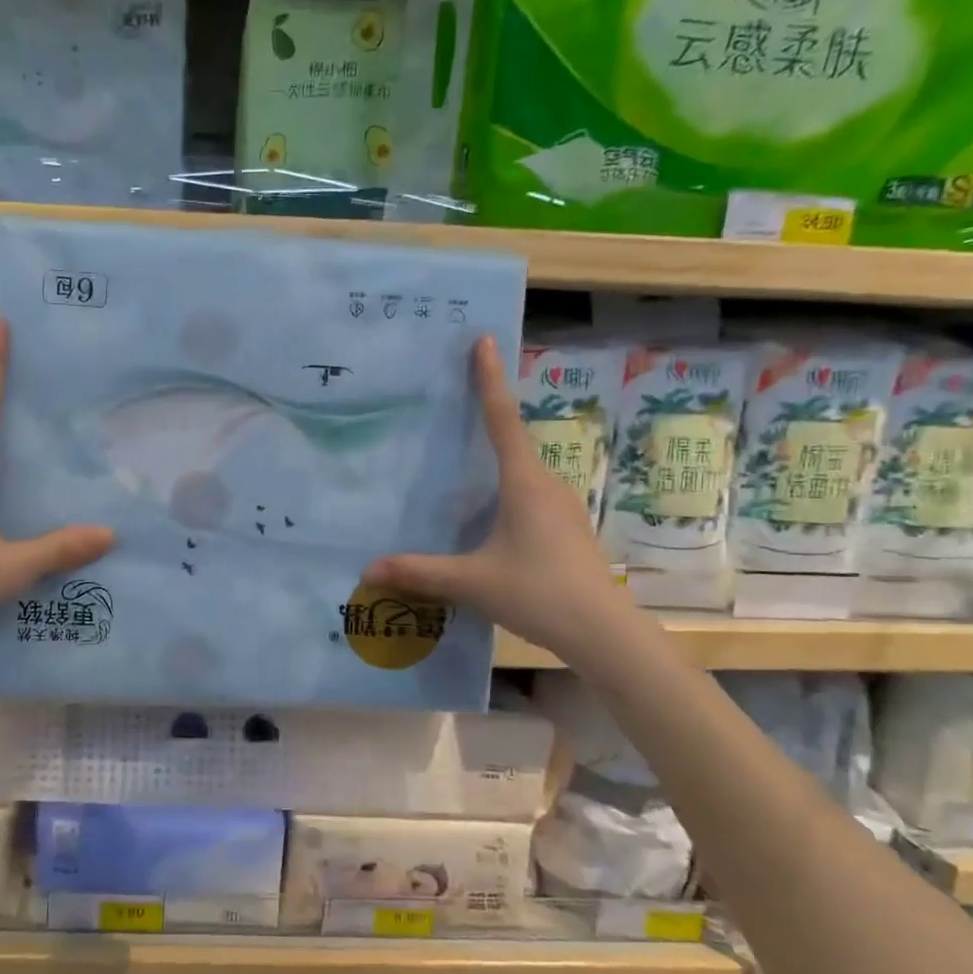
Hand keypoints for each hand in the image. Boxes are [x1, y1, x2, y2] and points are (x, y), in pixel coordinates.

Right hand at [362, 334, 632, 660]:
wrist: (605, 633)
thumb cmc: (539, 592)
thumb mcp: (471, 582)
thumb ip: (419, 572)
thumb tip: (367, 569)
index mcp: (524, 483)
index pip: (501, 419)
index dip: (490, 379)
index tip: (485, 340)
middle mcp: (546, 486)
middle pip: (513, 441)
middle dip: (488, 417)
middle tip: (457, 400)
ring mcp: (562, 509)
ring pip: (522, 473)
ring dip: (497, 461)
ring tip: (465, 462)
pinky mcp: (566, 531)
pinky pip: (530, 497)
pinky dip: (506, 491)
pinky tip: (488, 517)